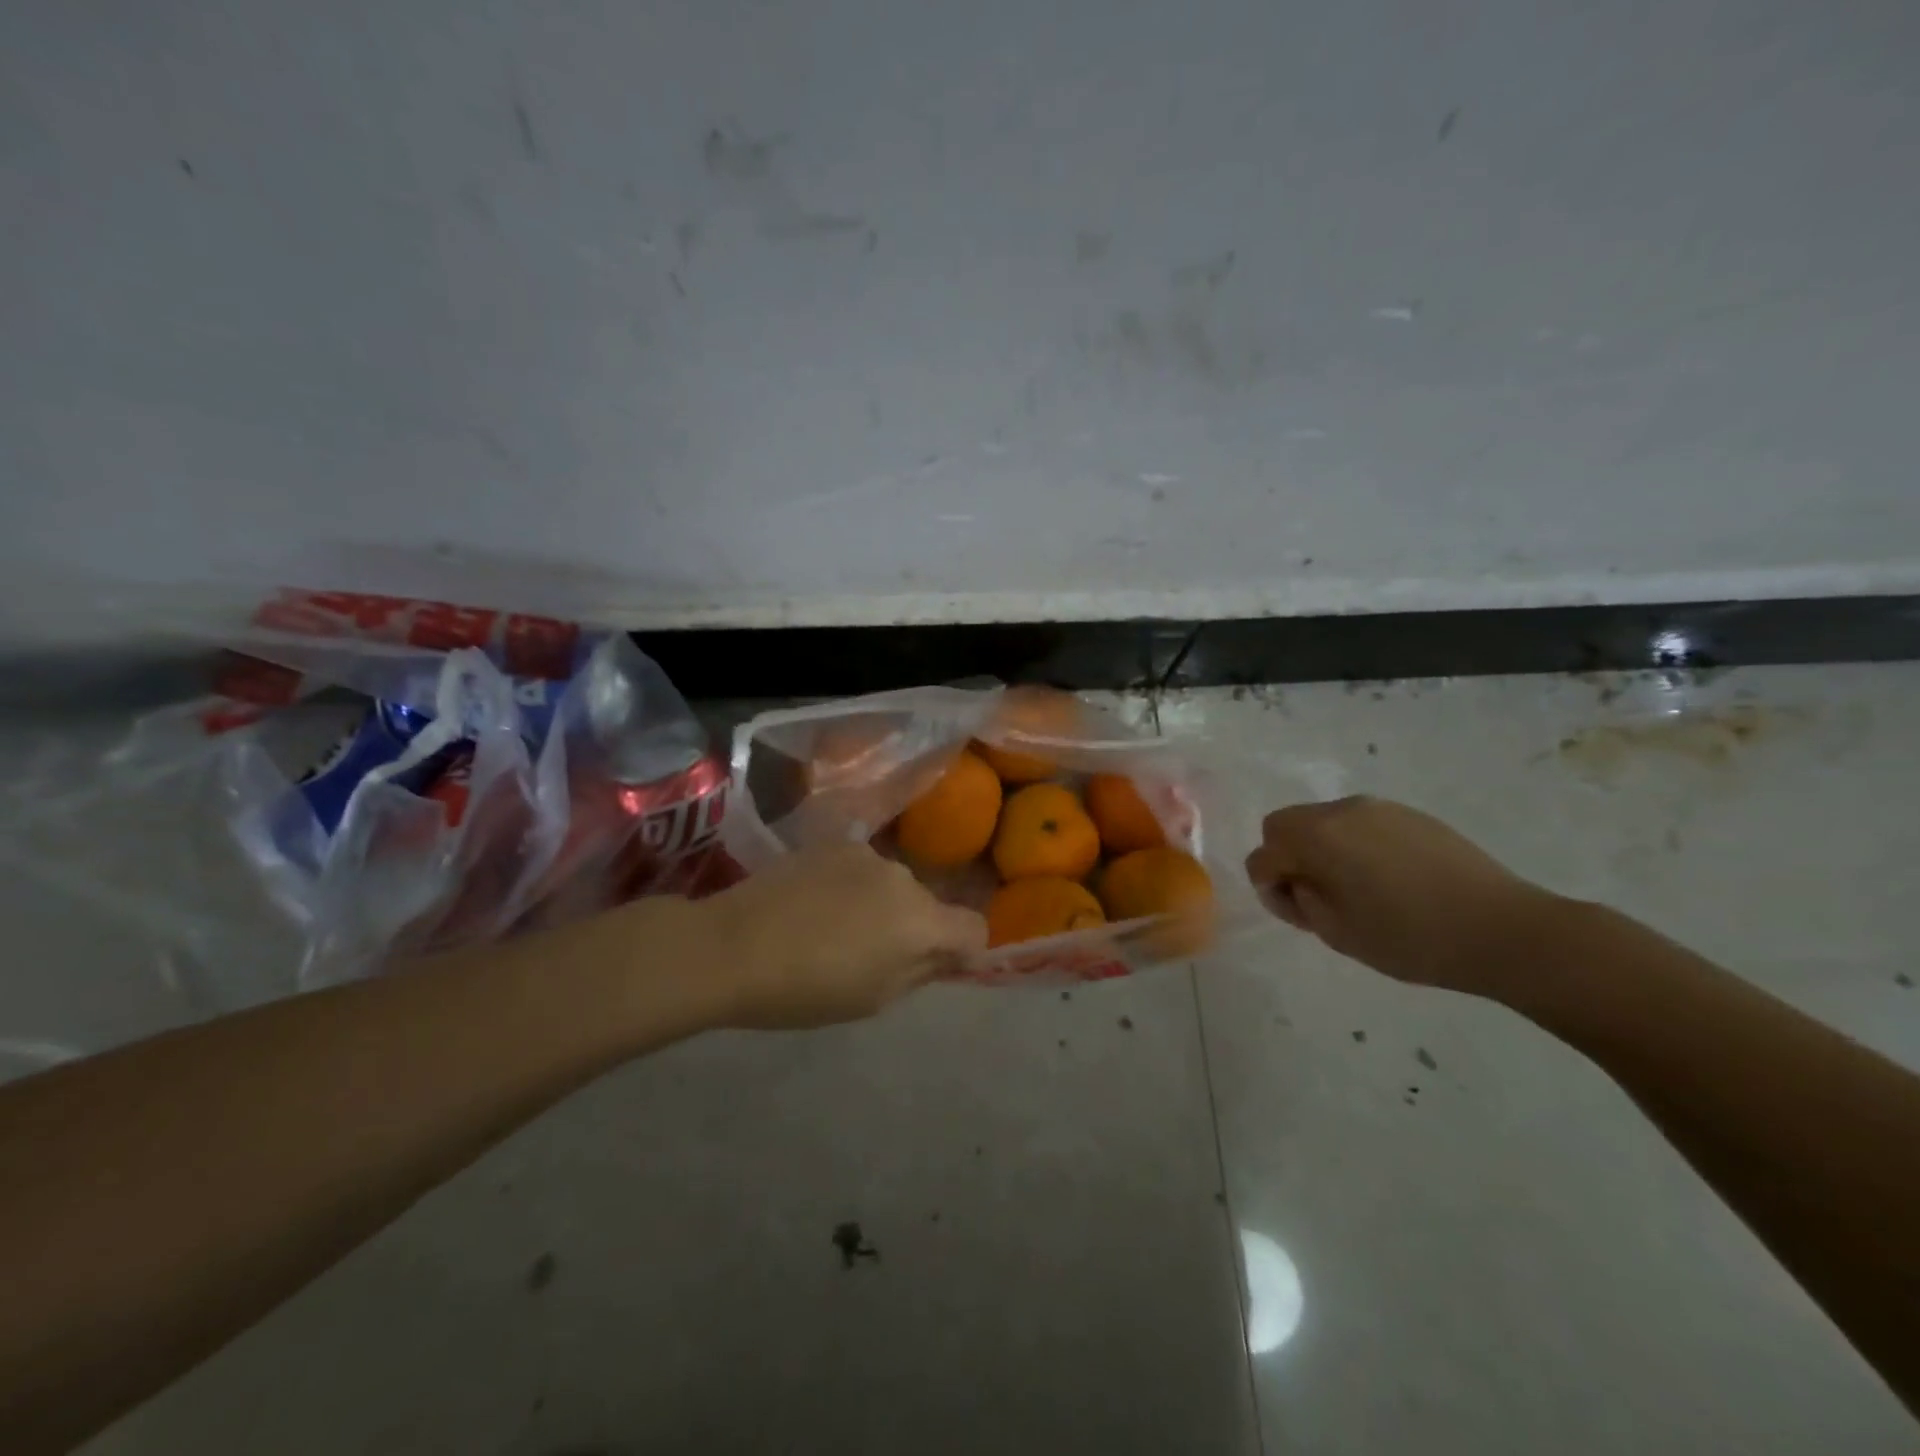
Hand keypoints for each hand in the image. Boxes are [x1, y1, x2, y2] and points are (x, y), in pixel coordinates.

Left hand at [695, 843, 987, 1028]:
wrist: (731, 945)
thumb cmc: (806, 989)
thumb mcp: (874, 998)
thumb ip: (921, 971)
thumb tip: (946, 955)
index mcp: (921, 922)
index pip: (974, 927)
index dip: (963, 950)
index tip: (936, 966)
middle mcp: (903, 877)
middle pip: (928, 905)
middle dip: (913, 928)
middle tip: (870, 955)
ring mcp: (866, 854)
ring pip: (892, 884)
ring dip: (880, 904)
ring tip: (832, 928)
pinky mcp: (833, 842)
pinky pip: (861, 867)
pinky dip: (851, 885)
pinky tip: (812, 904)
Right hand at [1243, 796, 1555, 994]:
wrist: (1505, 930)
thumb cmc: (1411, 938)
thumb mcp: (1337, 933)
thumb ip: (1299, 902)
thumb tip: (1294, 882)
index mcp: (1317, 836)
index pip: (1264, 854)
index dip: (1270, 886)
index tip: (1299, 913)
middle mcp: (1341, 810)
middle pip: (1286, 825)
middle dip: (1290, 858)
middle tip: (1319, 898)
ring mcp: (1379, 808)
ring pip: (1324, 822)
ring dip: (1324, 850)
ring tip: (1359, 891)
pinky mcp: (1411, 815)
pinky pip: (1361, 825)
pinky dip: (1357, 846)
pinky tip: (1391, 881)